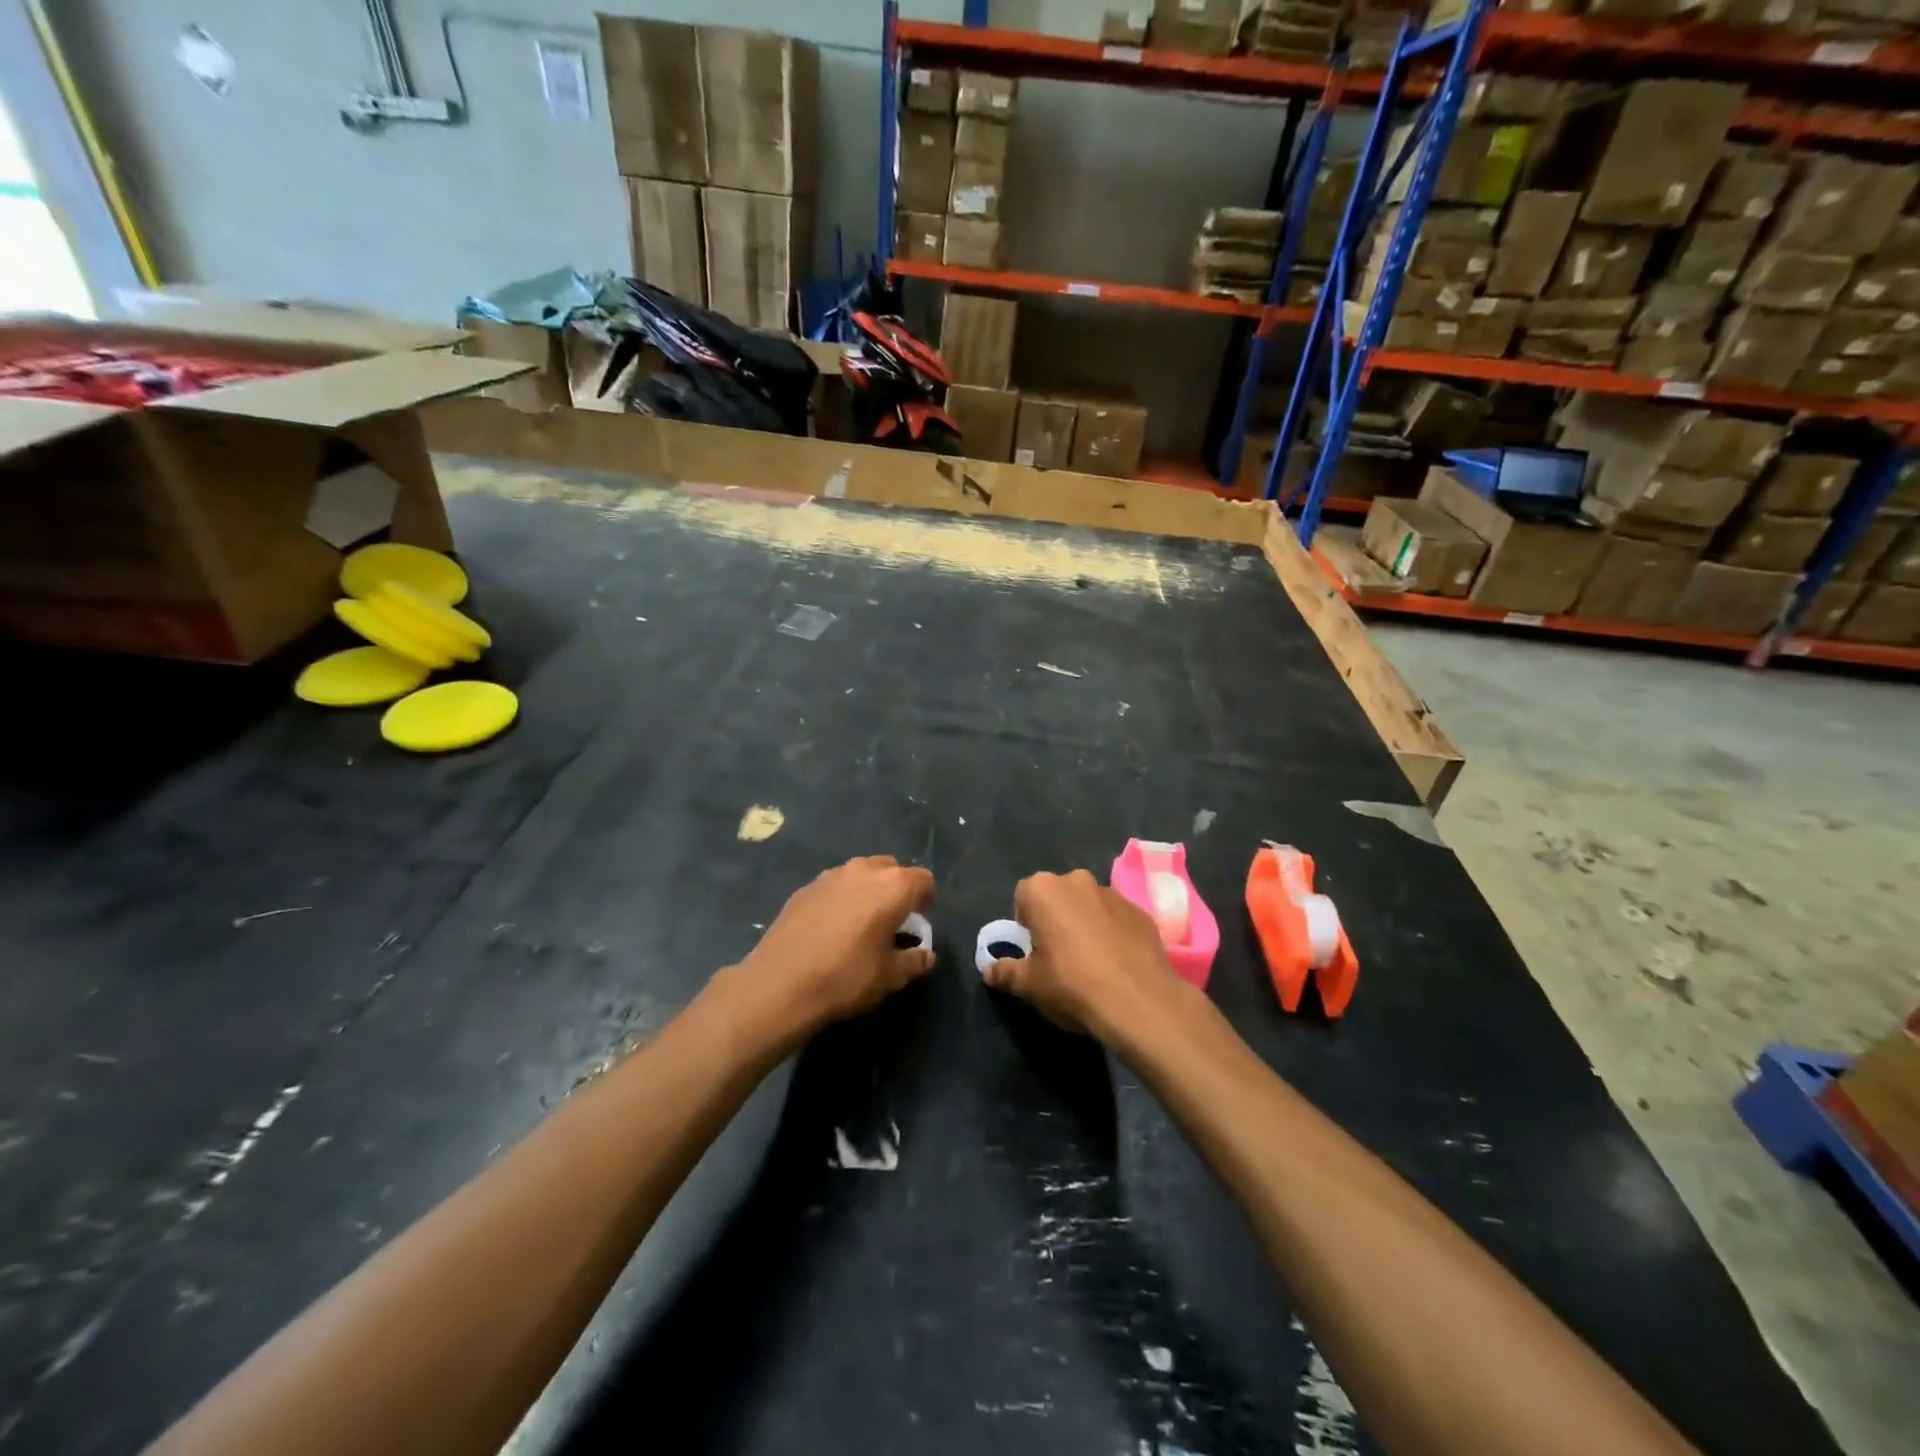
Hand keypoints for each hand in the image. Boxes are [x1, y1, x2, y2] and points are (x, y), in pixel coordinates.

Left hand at [735, 856, 935, 1033]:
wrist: (780, 984)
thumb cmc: (845, 978)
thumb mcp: (890, 977)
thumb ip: (914, 961)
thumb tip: (927, 955)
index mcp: (892, 887)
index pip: (923, 879)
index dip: (927, 900)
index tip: (921, 924)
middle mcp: (863, 870)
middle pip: (892, 869)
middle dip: (898, 889)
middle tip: (894, 920)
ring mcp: (830, 875)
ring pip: (861, 872)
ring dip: (869, 890)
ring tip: (862, 922)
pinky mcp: (804, 888)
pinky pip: (835, 885)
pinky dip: (842, 898)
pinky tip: (832, 927)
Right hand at [984, 869, 1186, 1042]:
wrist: (1139, 1001)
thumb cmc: (1071, 984)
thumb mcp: (1028, 984)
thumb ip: (1004, 972)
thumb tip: (989, 970)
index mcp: (1043, 889)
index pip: (1023, 897)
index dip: (1025, 924)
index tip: (1032, 951)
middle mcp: (1077, 880)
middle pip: (1057, 897)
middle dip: (1055, 919)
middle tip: (1058, 957)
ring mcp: (1113, 893)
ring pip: (1088, 905)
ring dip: (1085, 924)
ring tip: (1091, 963)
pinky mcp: (1141, 911)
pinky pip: (1116, 919)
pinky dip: (1113, 934)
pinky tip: (1116, 965)